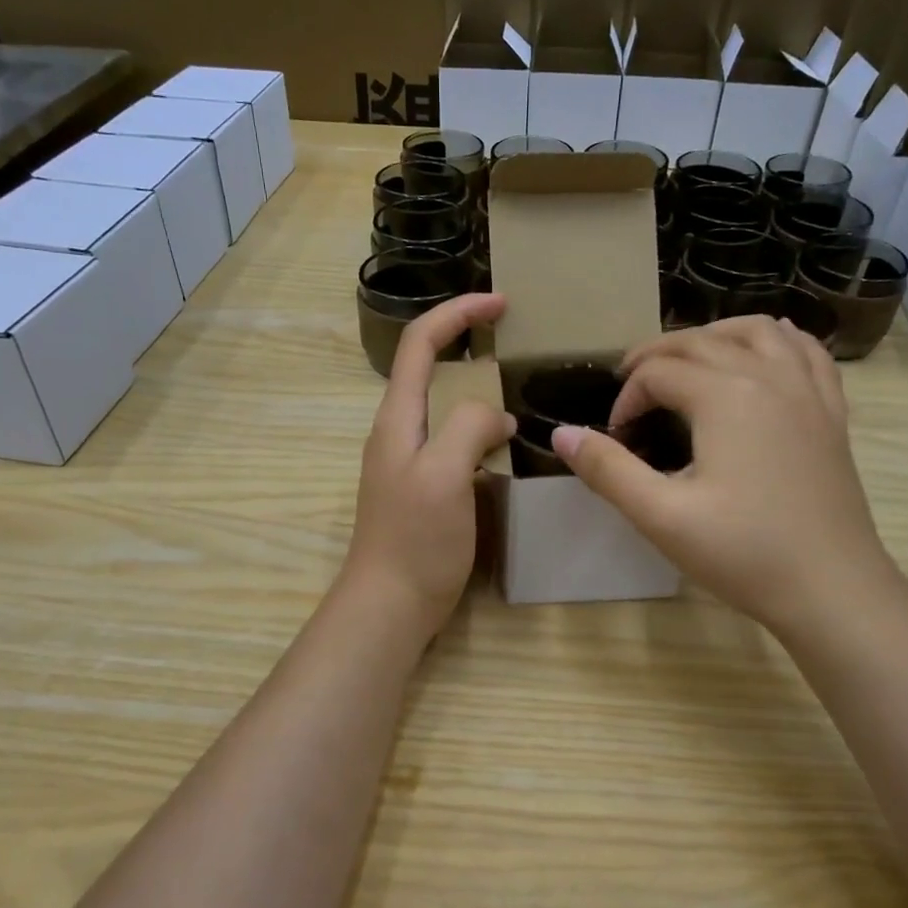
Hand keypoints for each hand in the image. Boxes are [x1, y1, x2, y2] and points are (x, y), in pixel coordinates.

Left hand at [342, 293, 514, 636]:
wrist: (390, 605)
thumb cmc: (415, 540)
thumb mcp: (443, 475)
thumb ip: (468, 428)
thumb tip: (497, 417)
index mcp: (398, 418)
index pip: (420, 343)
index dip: (457, 313)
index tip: (501, 303)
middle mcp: (399, 431)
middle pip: (429, 367)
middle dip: (467, 341)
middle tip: (514, 341)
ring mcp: (410, 460)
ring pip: (443, 406)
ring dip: (477, 388)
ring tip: (517, 389)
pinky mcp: (425, 487)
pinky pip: (453, 440)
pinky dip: (480, 428)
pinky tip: (504, 444)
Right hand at [551, 317, 900, 638]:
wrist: (833, 589)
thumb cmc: (744, 553)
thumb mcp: (662, 516)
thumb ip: (608, 470)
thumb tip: (561, 434)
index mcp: (725, 396)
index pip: (658, 373)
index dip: (626, 398)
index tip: (615, 437)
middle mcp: (768, 376)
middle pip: (701, 340)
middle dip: (657, 356)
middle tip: (630, 385)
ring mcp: (807, 391)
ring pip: (758, 331)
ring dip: (715, 334)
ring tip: (689, 358)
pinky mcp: (831, 413)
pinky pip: (807, 353)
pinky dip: (779, 341)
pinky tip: (766, 352)